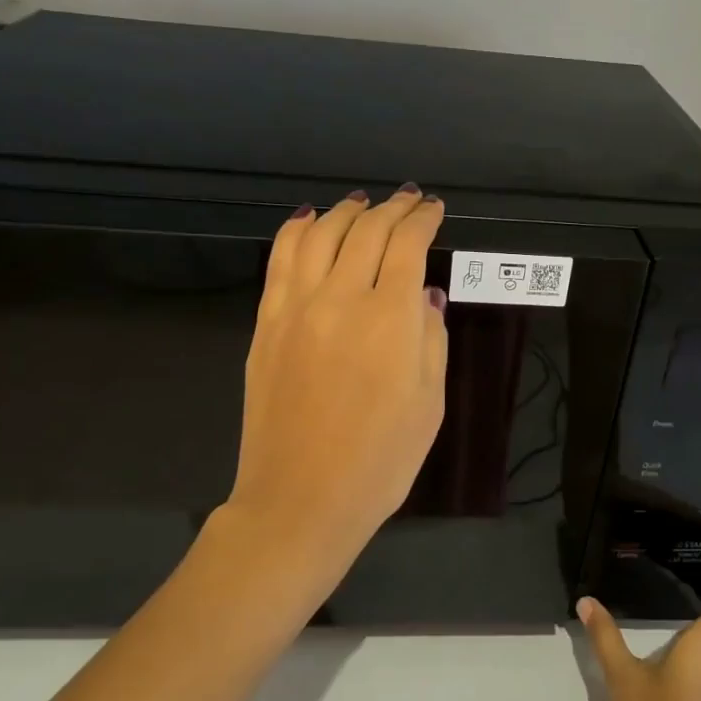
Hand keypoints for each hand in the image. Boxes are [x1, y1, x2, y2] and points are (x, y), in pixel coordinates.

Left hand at [211, 187, 448, 610]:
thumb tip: (423, 295)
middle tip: (408, 199)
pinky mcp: (266, 324)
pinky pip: (280, 259)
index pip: (408, 245)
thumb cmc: (380, 461)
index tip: (434, 209)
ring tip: (363, 203)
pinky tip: (310, 220)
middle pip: (366, 231)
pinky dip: (297, 230)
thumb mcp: (430, 403)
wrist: (300, 500)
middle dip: (392, 208)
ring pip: (320, 234)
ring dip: (346, 211)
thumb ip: (431, 338)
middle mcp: (341, 298)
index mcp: (390, 318)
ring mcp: (296, 308)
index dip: (423, 219)